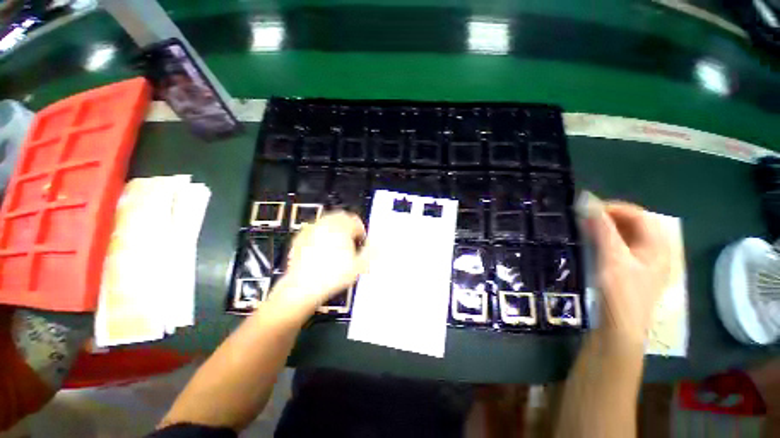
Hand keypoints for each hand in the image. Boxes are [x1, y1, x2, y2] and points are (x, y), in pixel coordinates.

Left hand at [272, 211, 367, 311]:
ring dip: (335, 227)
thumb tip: (381, 243)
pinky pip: (314, 228)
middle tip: (351, 239)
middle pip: (341, 216)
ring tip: (338, 243)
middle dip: (348, 225)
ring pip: (327, 220)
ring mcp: (311, 230)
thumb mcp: (359, 266)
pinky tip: (322, 246)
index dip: (361, 230)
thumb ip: (371, 251)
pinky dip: (321, 233)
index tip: (361, 240)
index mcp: (341, 228)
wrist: (302, 287)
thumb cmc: (332, 276)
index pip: (355, 220)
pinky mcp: (300, 237)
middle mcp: (325, 224)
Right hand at [583, 197, 671, 343]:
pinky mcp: (631, 272)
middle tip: (584, 218)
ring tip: (585, 228)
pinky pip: (621, 247)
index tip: (588, 209)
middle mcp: (655, 252)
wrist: (619, 329)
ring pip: (627, 236)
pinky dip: (606, 240)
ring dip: (607, 228)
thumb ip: (602, 229)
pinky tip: (592, 243)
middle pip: (635, 225)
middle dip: (609, 217)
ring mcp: (643, 263)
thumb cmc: (620, 293)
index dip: (614, 208)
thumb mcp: (612, 258)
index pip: (639, 215)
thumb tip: (587, 201)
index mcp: (658, 247)